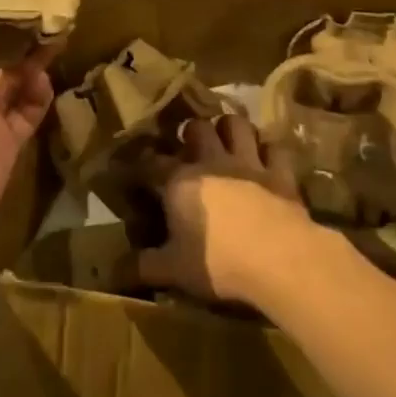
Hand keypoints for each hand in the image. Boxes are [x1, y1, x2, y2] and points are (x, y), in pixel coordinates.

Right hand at [138, 112, 322, 305]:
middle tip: (190, 146)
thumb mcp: (172, 271)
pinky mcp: (281, 173)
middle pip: (199, 128)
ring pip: (238, 125)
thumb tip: (115, 270)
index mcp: (180, 181)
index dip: (141, 164)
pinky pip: (274, 149)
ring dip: (231, 129)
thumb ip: (143, 266)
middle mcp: (213, 161)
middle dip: (192, 132)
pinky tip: (266, 159)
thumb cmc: (218, 263)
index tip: (135, 169)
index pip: (151, 163)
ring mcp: (249, 163)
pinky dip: (269, 151)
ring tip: (227, 140)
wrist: (279, 258)